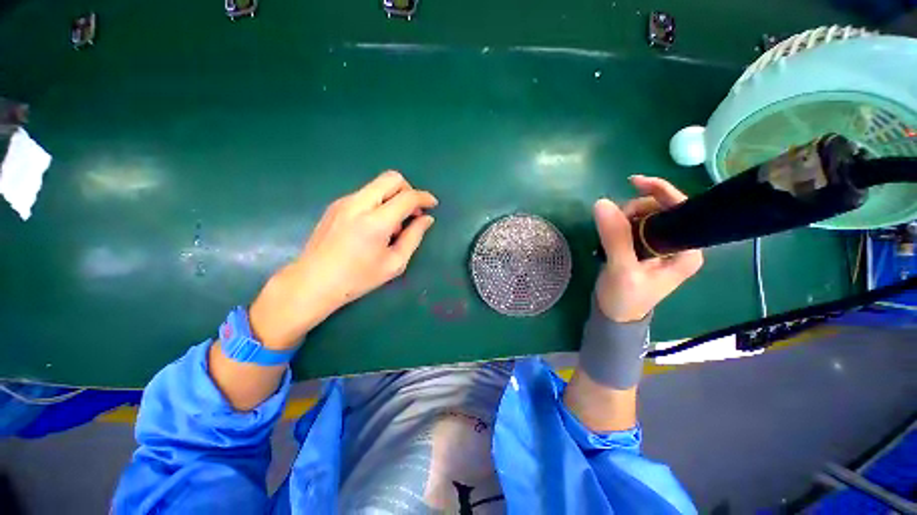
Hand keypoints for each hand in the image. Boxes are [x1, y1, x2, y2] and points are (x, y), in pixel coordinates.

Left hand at [249, 171, 437, 349]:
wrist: (312, 282)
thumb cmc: (357, 279)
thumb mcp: (394, 263)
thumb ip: (414, 237)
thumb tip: (427, 219)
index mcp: (375, 222)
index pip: (407, 197)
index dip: (424, 198)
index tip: (433, 205)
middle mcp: (358, 204)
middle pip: (392, 178)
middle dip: (408, 191)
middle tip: (412, 213)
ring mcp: (344, 201)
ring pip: (378, 185)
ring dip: (393, 197)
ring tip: (393, 225)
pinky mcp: (336, 205)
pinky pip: (366, 194)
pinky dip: (379, 202)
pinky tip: (375, 225)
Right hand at [594, 175, 702, 322]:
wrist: (615, 315)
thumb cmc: (625, 298)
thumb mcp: (621, 270)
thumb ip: (615, 237)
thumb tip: (602, 203)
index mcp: (687, 250)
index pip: (681, 208)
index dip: (660, 191)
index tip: (633, 183)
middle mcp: (679, 243)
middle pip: (661, 208)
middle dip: (636, 207)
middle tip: (613, 221)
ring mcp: (662, 245)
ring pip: (646, 214)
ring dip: (625, 215)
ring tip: (609, 232)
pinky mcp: (646, 247)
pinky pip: (635, 223)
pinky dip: (621, 222)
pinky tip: (611, 232)